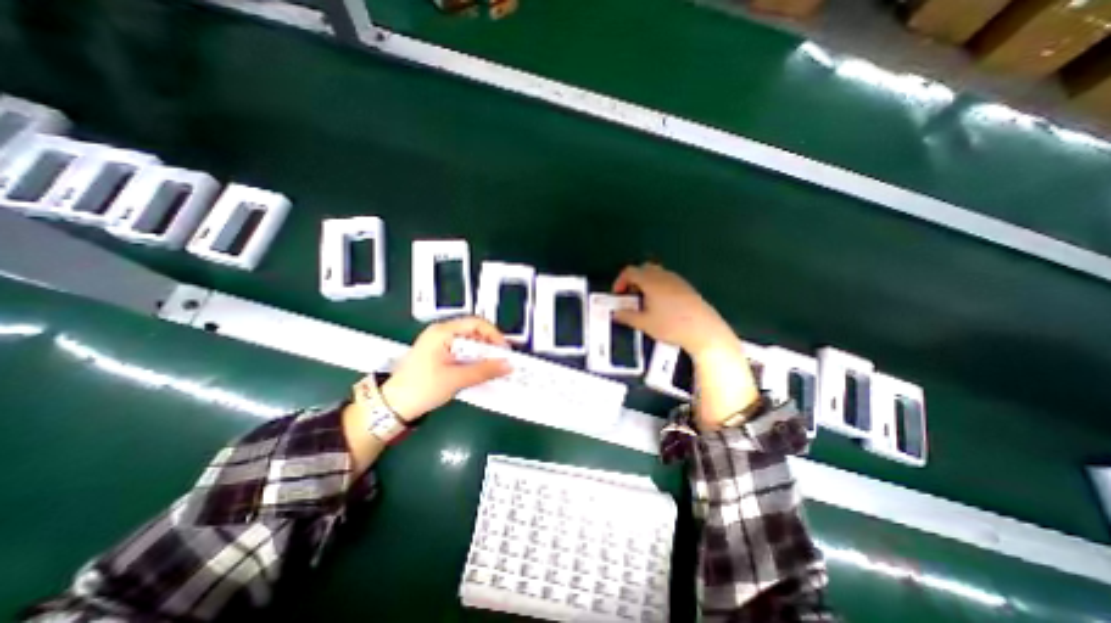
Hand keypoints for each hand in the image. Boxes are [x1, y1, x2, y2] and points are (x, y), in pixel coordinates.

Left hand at [379, 319, 507, 421]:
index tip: (504, 350)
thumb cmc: (421, 388)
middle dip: (489, 347)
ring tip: (493, 368)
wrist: (391, 406)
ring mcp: (439, 344)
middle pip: (473, 333)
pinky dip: (473, 361)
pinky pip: (462, 353)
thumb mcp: (455, 379)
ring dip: (482, 356)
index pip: (476, 323)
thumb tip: (508, 365)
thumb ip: (484, 371)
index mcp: (442, 332)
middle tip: (502, 361)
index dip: (494, 335)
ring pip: (469, 344)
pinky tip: (480, 372)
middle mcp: (441, 333)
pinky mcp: (438, 355)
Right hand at [616, 261, 735, 356]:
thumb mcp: (644, 323)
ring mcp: (677, 280)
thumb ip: (627, 316)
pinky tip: (661, 304)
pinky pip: (667, 280)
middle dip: (633, 280)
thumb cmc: (671, 325)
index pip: (630, 271)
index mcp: (651, 281)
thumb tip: (616, 313)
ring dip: (646, 283)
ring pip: (656, 273)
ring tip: (645, 301)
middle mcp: (663, 276)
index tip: (618, 294)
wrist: (703, 330)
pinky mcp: (687, 287)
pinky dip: (658, 286)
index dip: (620, 281)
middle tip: (631, 296)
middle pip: (644, 269)